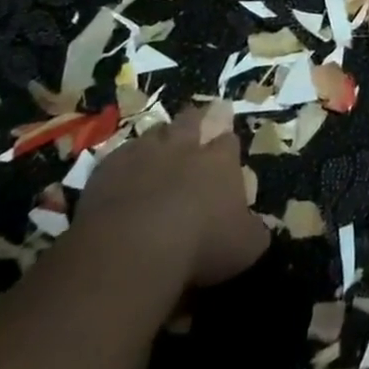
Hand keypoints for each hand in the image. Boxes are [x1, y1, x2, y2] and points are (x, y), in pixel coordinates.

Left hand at [74, 106, 267, 288]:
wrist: (134, 248)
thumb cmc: (200, 246)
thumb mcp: (244, 248)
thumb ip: (254, 233)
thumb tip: (260, 229)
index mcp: (220, 161)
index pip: (229, 141)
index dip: (227, 145)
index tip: (226, 152)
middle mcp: (185, 146)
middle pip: (192, 120)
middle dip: (195, 122)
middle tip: (194, 129)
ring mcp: (145, 153)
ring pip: (155, 132)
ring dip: (158, 140)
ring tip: (157, 153)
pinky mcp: (109, 168)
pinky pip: (119, 156)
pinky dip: (123, 164)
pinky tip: (122, 180)